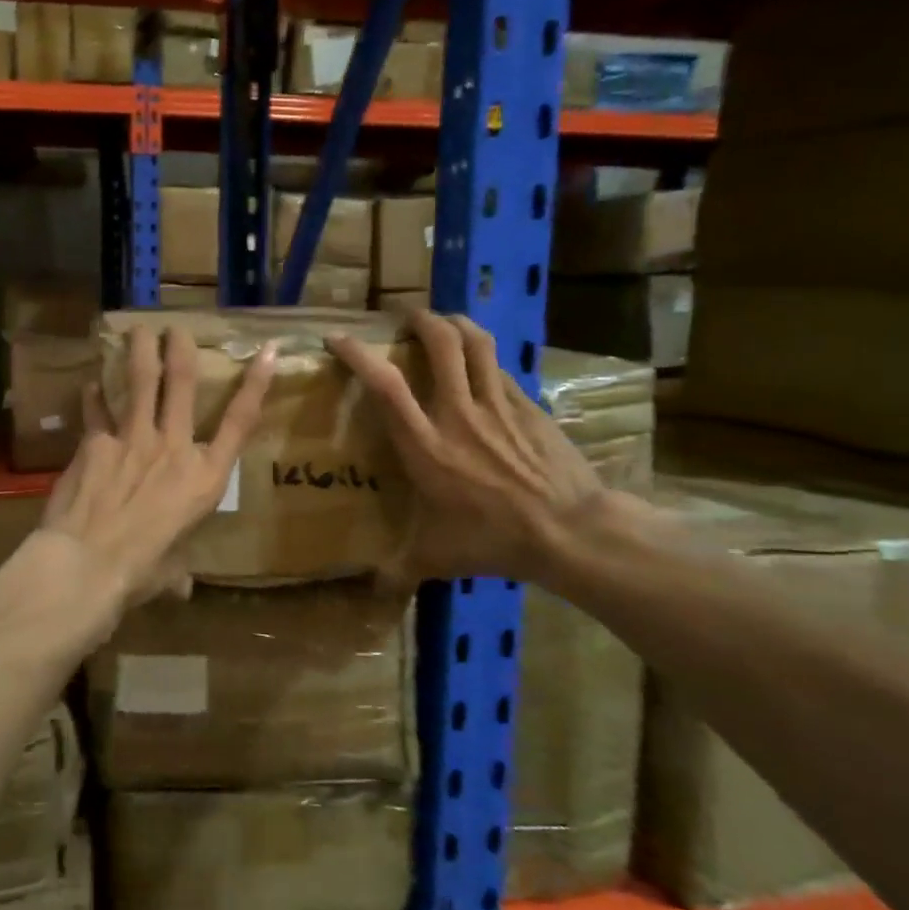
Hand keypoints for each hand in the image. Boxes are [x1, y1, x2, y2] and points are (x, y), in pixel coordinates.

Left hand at [39, 323, 273, 612]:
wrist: (88, 564)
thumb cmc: (139, 573)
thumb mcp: (170, 572)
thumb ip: (177, 571)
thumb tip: (178, 588)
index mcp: (204, 478)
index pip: (240, 422)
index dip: (255, 384)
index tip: (266, 350)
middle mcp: (174, 448)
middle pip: (184, 384)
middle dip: (181, 349)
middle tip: (176, 327)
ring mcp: (134, 439)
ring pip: (141, 381)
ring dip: (140, 351)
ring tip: (138, 329)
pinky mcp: (96, 442)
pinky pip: (96, 410)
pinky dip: (93, 396)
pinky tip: (90, 383)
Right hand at [328, 310, 612, 583]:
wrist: (571, 532)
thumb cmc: (494, 540)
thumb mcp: (438, 557)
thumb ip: (401, 568)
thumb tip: (373, 591)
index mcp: (424, 444)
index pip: (384, 384)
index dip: (357, 354)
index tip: (338, 338)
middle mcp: (457, 412)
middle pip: (439, 343)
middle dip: (420, 320)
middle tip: (406, 318)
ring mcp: (497, 404)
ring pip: (476, 343)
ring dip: (456, 324)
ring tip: (444, 322)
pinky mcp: (528, 406)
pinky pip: (501, 369)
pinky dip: (485, 359)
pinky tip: (482, 368)